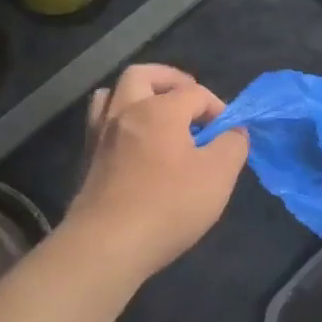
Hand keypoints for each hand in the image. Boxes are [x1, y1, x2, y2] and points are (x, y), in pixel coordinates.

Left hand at [62, 64, 248, 280]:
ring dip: (136, 96)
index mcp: (159, 110)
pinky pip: (100, 123)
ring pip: (112, 94)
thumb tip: (234, 131)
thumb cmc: (168, 205)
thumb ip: (232, 144)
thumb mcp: (218, 175)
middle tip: (188, 99)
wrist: (107, 247)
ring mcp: (101, 135)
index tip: (228, 135)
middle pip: (142, 75)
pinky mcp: (87, 160)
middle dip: (169, 80)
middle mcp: (126, 112)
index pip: (194, 92)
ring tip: (157, 115)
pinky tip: (135, 144)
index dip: (217, 108)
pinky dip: (120, 121)